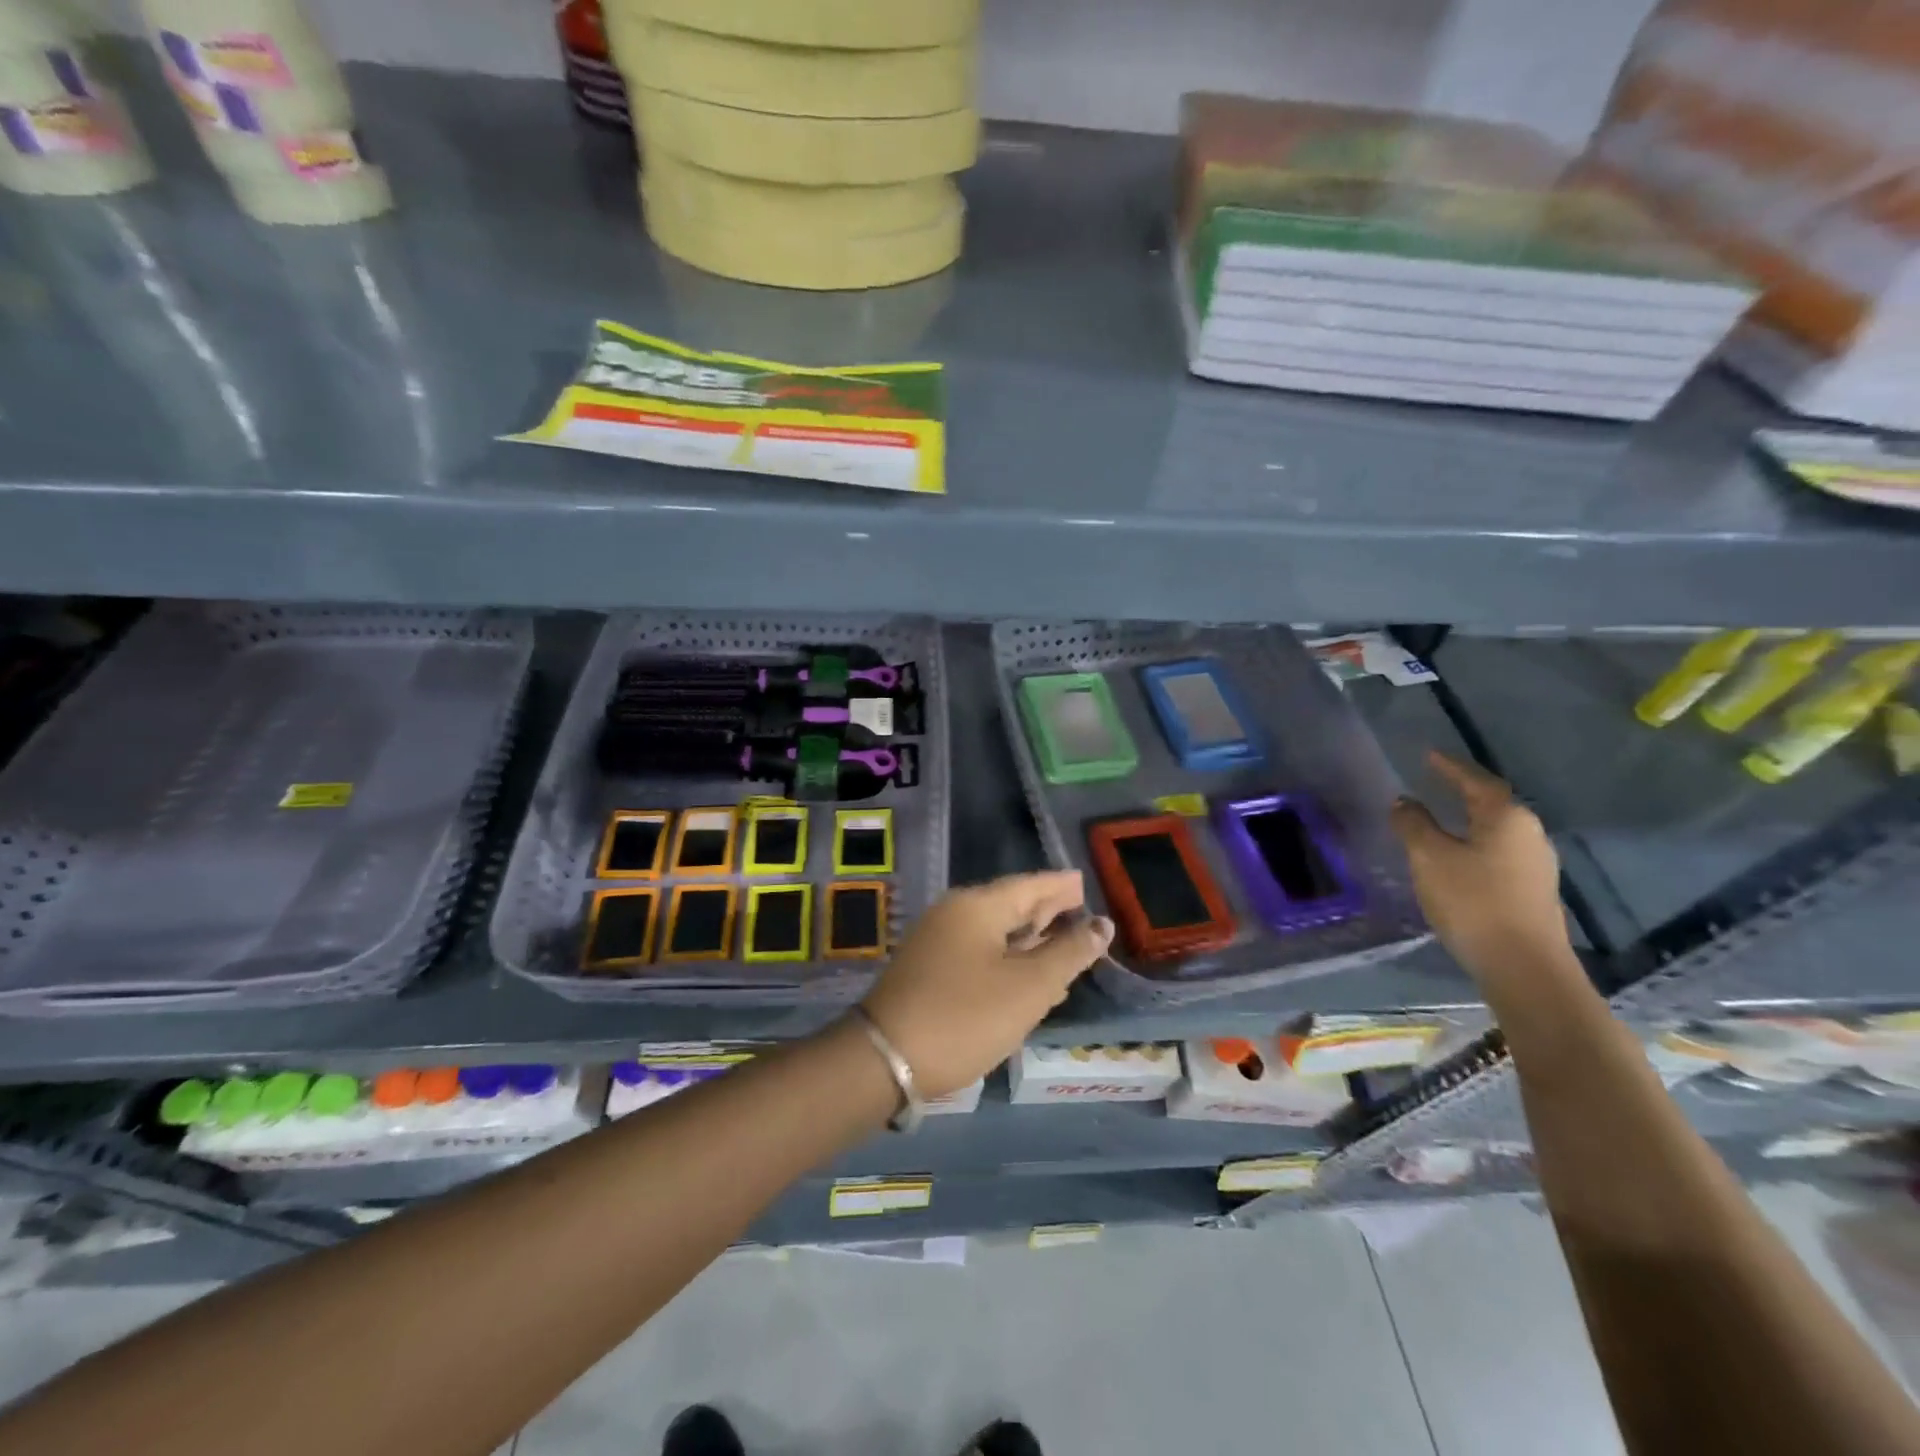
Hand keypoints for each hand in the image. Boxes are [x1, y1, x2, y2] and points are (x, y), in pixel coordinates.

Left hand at [858, 871, 1113, 1097]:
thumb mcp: (1028, 987)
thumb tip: (1101, 924)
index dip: (1061, 886)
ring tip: (1066, 947)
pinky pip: (980, 954)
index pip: (1029, 885)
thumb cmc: (966, 1016)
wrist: (887, 1059)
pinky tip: (1030, 979)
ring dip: (1031, 940)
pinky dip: (1010, 960)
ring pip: (996, 932)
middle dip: (1047, 911)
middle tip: (1081, 912)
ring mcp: (938, 942)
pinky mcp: (931, 970)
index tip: (1086, 883)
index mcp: (977, 906)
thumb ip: (1068, 953)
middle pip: (1011, 905)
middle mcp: (955, 914)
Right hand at [1390, 751, 1572, 983]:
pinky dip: (1475, 844)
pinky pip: (1498, 853)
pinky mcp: (1532, 890)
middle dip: (1463, 791)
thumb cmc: (1473, 902)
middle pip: (1492, 803)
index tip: (1428, 755)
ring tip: (1442, 816)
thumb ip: (1414, 824)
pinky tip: (1458, 855)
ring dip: (1469, 820)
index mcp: (1506, 817)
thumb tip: (1404, 801)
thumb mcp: (1429, 858)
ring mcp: (1535, 864)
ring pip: (1496, 830)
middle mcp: (1528, 833)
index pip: (1475, 780)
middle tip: (1435, 782)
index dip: (1450, 767)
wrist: (1524, 967)